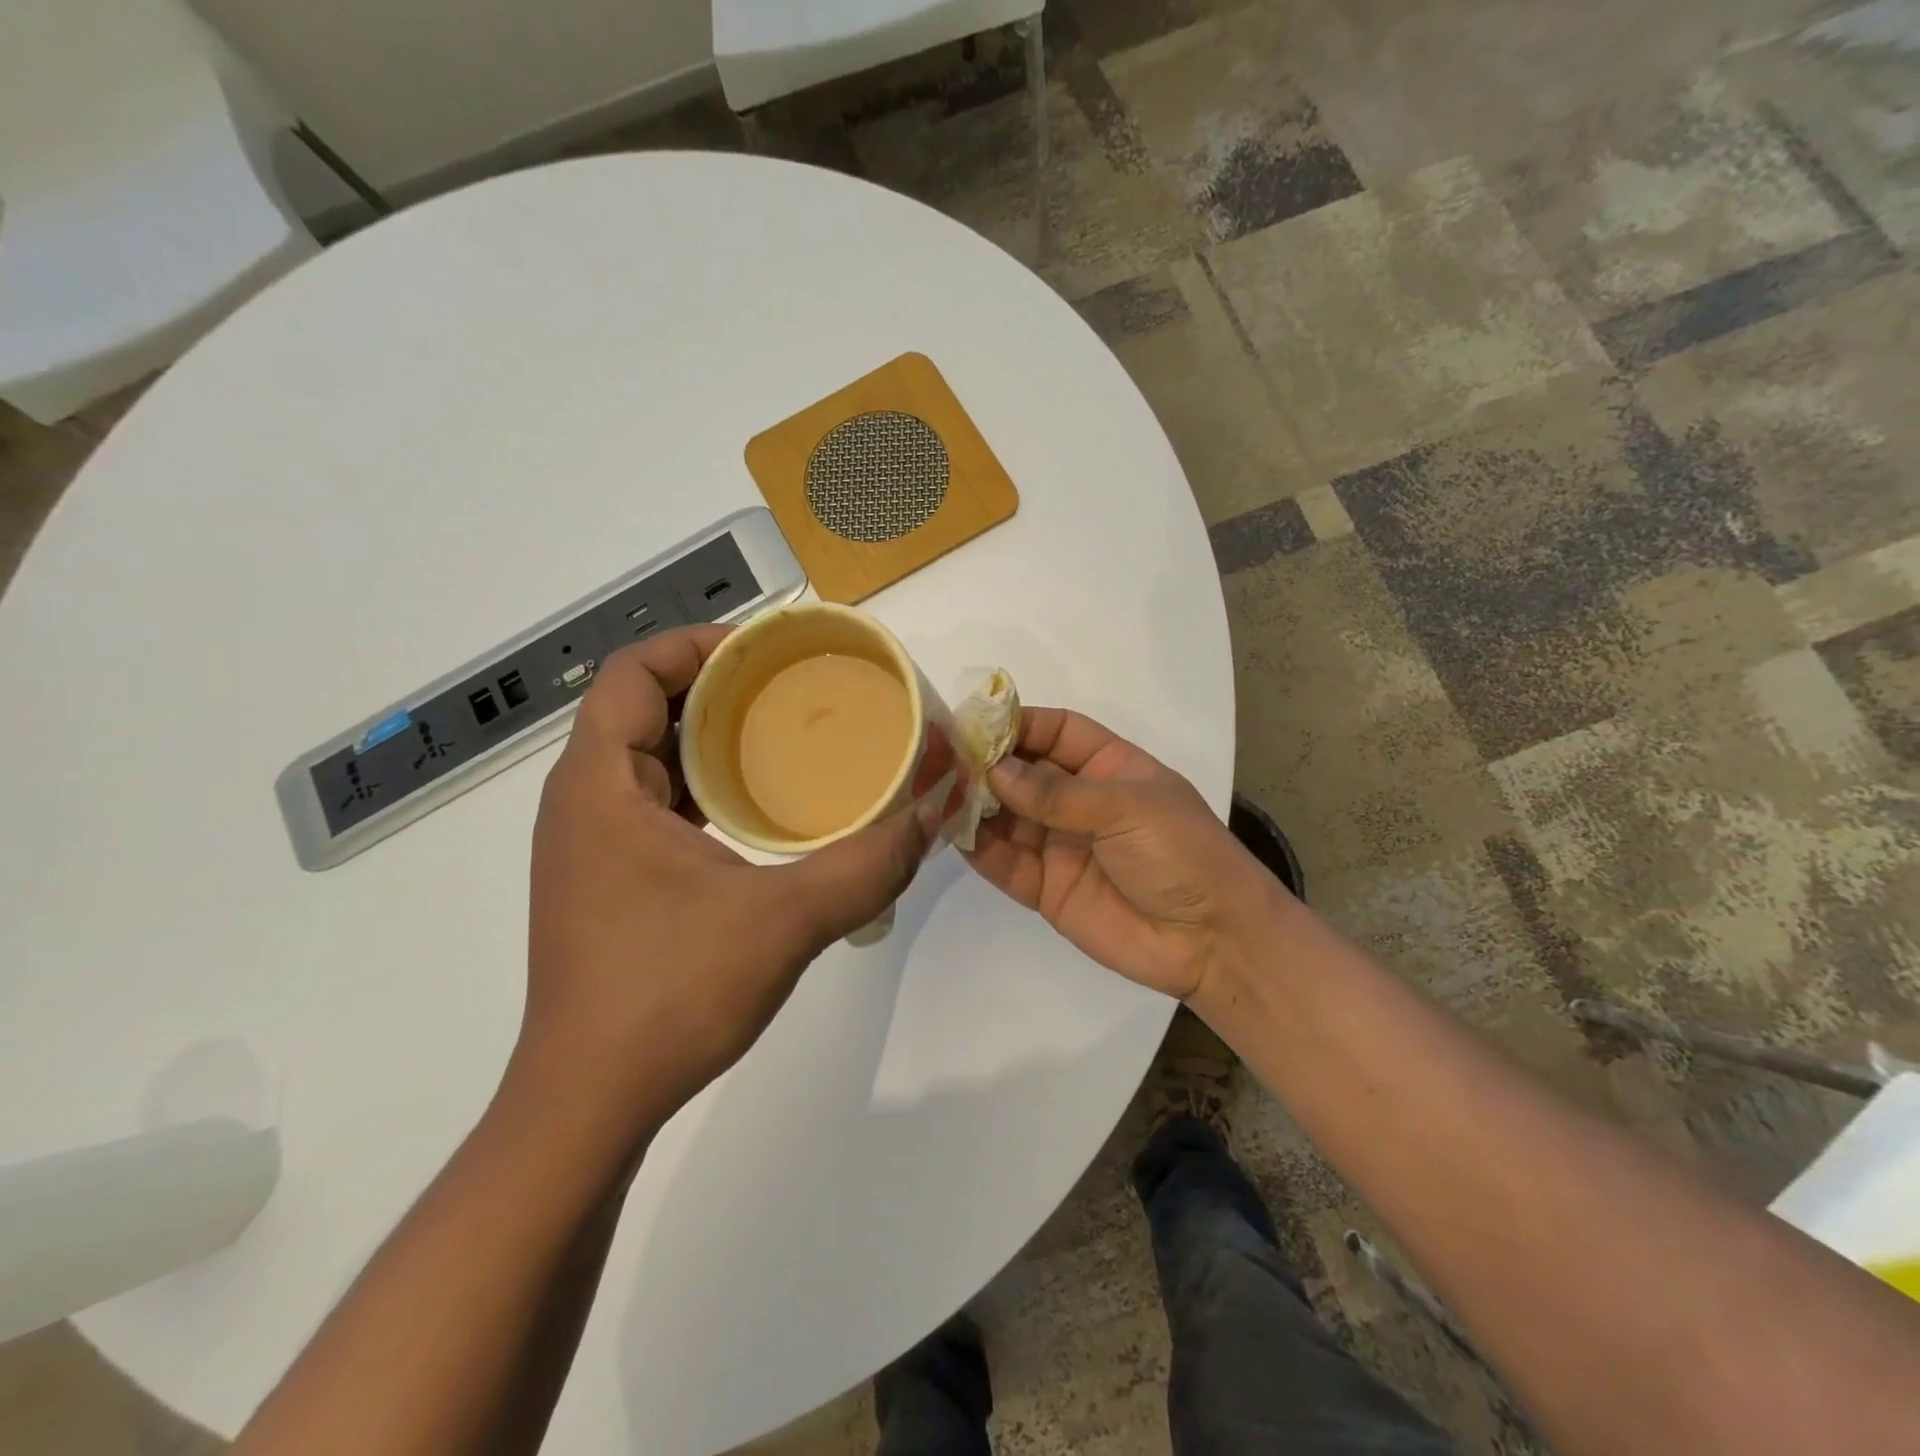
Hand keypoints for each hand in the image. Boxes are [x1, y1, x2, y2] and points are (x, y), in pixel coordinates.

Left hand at [521, 627, 935, 1138]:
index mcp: (599, 786)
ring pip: (648, 759)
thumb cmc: (667, 996)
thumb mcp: (783, 921)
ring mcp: (590, 847)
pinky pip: (653, 805)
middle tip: (792, 693)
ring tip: (784, 742)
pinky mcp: (606, 884)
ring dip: (711, 741)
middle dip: (716, 688)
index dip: (696, 645)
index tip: (766, 653)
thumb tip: (934, 812)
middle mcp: (582, 803)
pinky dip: (704, 789)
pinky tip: (759, 815)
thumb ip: (867, 864)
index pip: (631, 673)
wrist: (587, 1105)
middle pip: (642, 709)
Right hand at [965, 708, 1286, 1000]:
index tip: (976, 722)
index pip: (1056, 732)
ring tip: (937, 793)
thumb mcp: (1127, 808)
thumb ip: (1057, 794)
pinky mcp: (1046, 888)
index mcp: (1110, 767)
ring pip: (1006, 816)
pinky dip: (978, 848)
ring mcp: (1060, 844)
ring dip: (975, 805)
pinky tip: (951, 833)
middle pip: (1023, 772)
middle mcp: (1080, 801)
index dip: (1019, 724)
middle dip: (986, 764)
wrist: (1212, 941)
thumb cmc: (1182, 853)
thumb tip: (994, 770)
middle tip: (941, 758)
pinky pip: (1004, 862)